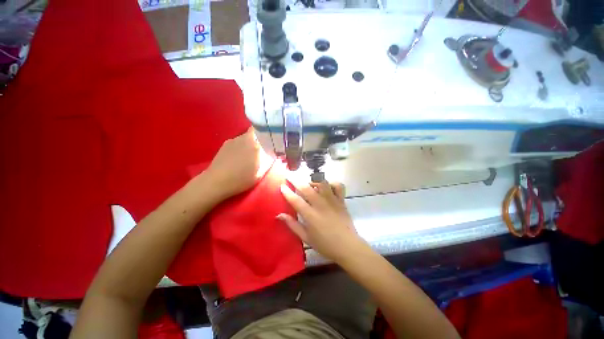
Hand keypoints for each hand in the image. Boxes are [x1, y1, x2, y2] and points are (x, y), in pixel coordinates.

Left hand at [206, 127, 272, 199]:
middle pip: (255, 132)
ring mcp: (233, 140)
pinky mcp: (225, 144)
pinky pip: (238, 141)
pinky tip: (239, 156)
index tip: (272, 140)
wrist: (216, 182)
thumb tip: (273, 153)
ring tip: (250, 154)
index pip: (265, 132)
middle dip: (260, 138)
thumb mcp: (260, 174)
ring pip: (246, 136)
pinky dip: (242, 145)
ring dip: (250, 142)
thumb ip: (268, 162)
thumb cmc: (241, 180)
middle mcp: (244, 139)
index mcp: (255, 145)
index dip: (269, 134)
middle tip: (263, 148)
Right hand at [278, 180, 365, 262]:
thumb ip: (292, 225)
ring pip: (322, 183)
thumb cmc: (325, 244)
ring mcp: (332, 200)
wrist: (348, 246)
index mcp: (310, 215)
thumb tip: (279, 215)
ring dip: (313, 180)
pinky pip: (338, 186)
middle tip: (290, 175)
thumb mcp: (306, 238)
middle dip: (295, 180)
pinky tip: (327, 186)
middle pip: (306, 188)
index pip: (295, 200)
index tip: (282, 185)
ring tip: (309, 183)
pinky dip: (332, 183)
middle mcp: (320, 204)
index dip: (287, 191)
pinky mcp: (341, 200)